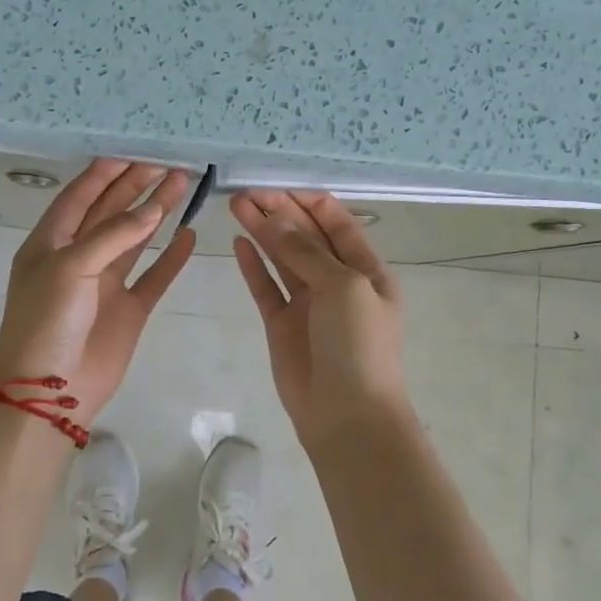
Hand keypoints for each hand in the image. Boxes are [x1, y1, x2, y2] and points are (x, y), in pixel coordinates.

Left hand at [0, 160, 195, 425]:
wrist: (49, 389)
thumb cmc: (47, 320)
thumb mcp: (70, 267)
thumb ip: (113, 235)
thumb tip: (153, 208)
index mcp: (51, 242)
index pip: (80, 196)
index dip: (106, 173)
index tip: (135, 151)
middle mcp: (78, 257)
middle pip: (110, 212)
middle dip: (137, 187)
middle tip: (169, 163)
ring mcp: (104, 284)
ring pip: (135, 239)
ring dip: (156, 213)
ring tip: (183, 185)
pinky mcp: (128, 309)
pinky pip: (153, 277)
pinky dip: (170, 258)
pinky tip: (188, 236)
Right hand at [230, 189, 412, 446]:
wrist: (347, 415)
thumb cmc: (358, 345)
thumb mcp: (343, 287)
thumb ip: (305, 251)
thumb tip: (273, 219)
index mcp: (365, 269)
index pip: (335, 222)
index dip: (306, 201)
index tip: (275, 185)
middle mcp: (337, 281)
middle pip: (305, 235)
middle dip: (279, 211)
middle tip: (246, 192)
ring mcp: (308, 303)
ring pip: (282, 257)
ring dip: (262, 231)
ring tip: (235, 205)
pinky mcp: (282, 324)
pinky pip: (265, 287)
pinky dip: (253, 265)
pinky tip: (239, 242)